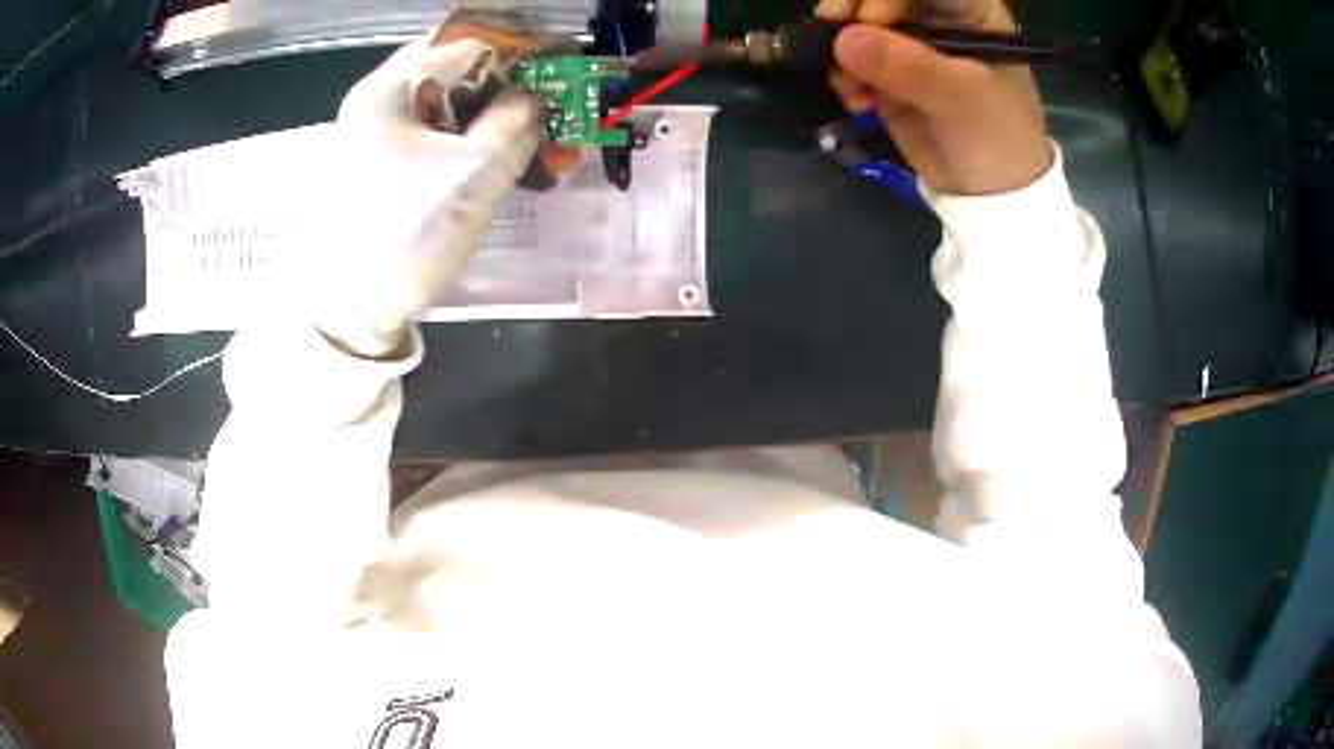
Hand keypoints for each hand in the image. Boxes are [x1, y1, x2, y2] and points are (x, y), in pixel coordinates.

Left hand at [309, 32, 562, 356]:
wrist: (350, 311)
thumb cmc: (404, 235)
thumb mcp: (471, 176)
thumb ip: (514, 126)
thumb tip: (534, 99)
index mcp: (386, 91)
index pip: (463, 45)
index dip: (516, 54)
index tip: (555, 72)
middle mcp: (374, 103)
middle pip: (451, 73)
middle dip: (504, 89)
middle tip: (544, 110)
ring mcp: (371, 136)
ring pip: (443, 107)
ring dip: (489, 119)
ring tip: (531, 145)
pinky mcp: (376, 166)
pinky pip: (429, 137)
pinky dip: (465, 143)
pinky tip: (493, 164)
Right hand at [816, 0, 1052, 195]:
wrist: (991, 193)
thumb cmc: (997, 137)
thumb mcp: (963, 98)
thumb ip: (909, 66)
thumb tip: (843, 41)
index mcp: (968, 13)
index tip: (870, 16)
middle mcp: (934, 20)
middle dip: (852, 10)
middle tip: (834, 33)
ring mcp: (907, 46)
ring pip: (858, 24)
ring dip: (841, 45)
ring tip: (848, 82)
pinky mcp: (887, 74)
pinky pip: (850, 59)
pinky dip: (842, 74)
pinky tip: (854, 99)